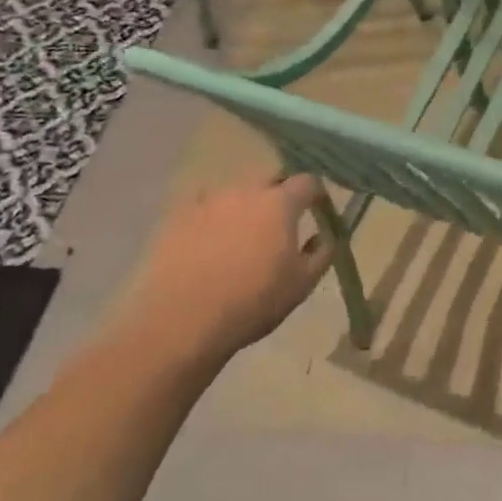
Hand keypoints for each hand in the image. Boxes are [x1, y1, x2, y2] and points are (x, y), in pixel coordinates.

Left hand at [107, 176, 333, 382]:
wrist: (180, 322)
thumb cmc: (251, 302)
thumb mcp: (302, 284)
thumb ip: (322, 252)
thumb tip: (326, 234)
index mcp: (280, 203)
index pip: (307, 181)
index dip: (316, 194)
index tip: (318, 210)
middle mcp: (245, 190)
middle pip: (270, 178)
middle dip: (280, 193)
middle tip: (280, 221)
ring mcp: (207, 200)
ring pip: (235, 190)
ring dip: (244, 204)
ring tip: (241, 232)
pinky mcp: (176, 216)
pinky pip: (202, 205)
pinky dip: (211, 215)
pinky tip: (207, 239)